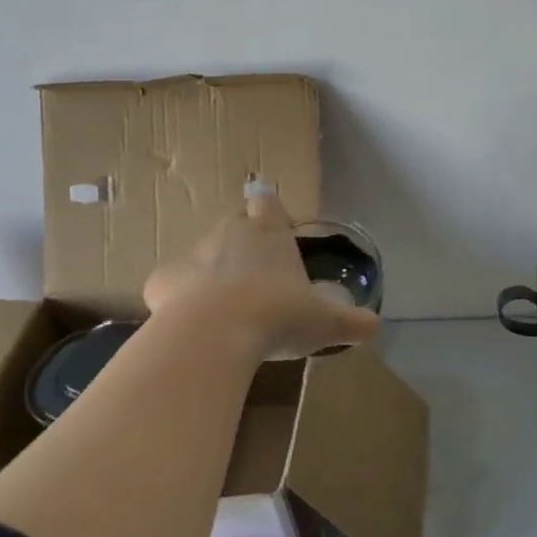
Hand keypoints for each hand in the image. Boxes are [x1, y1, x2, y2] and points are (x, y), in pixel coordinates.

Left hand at [142, 184, 380, 360]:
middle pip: (234, 223)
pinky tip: (192, 325)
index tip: (278, 229)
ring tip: (226, 306)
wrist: (213, 335)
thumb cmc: (277, 316)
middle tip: (258, 275)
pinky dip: (180, 299)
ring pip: (202, 255)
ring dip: (212, 272)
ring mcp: (191, 255)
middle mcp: (228, 234)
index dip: (271, 210)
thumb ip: (352, 322)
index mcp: (268, 232)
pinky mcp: (160, 282)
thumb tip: (376, 327)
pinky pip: (172, 285)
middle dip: (243, 241)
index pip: (267, 201)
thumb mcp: (324, 322)